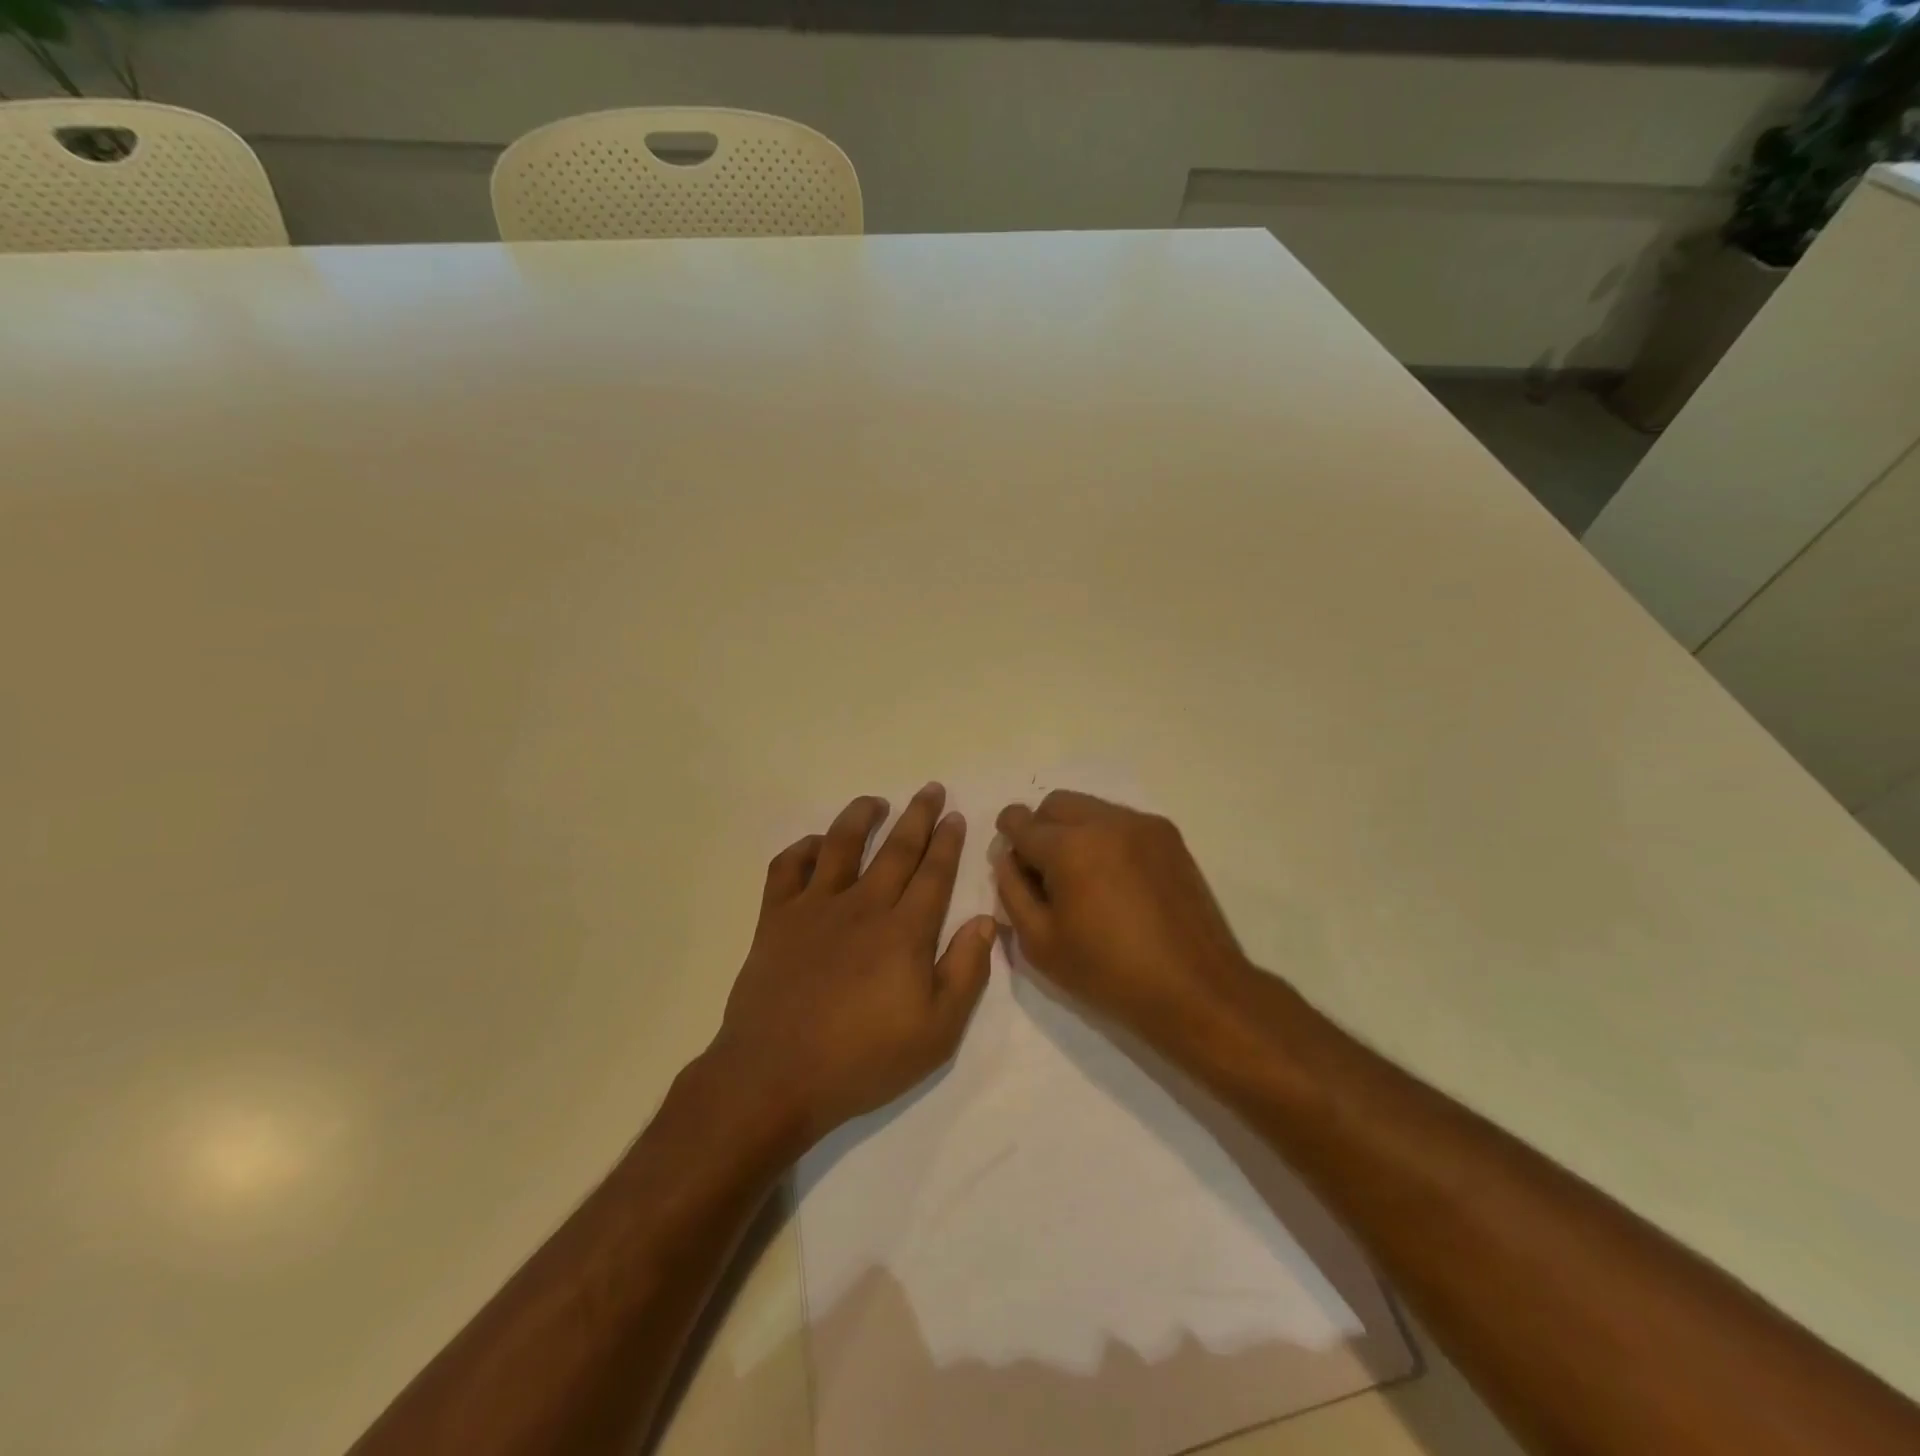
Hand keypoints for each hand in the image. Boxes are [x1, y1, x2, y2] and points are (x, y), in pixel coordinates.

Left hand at [713, 784, 995, 1147]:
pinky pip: (788, 868)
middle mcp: (862, 906)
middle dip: (918, 816)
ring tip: (875, 802)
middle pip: (896, 849)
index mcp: (904, 931)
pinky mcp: (777, 919)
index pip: (934, 873)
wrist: (775, 1076)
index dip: (948, 842)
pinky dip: (803, 849)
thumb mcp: (936, 1031)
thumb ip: (966, 972)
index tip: (956, 816)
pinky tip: (816, 844)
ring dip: (861, 817)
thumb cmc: (863, 1059)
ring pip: (842, 845)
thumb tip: (986, 921)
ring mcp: (815, 908)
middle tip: (931, 790)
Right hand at [992, 791, 1259, 1044]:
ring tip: (1083, 878)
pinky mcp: (1168, 836)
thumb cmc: (1108, 973)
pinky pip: (1120, 821)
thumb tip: (1007, 859)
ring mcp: (1142, 824)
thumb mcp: (1040, 943)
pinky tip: (1115, 880)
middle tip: (1044, 873)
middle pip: (1055, 804)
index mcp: (1070, 847)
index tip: (1012, 860)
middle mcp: (1105, 822)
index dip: (1007, 837)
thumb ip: (1012, 892)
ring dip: (1073, 831)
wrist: (1194, 988)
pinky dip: (1105, 838)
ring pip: (1089, 808)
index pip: (1021, 821)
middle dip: (1040, 828)